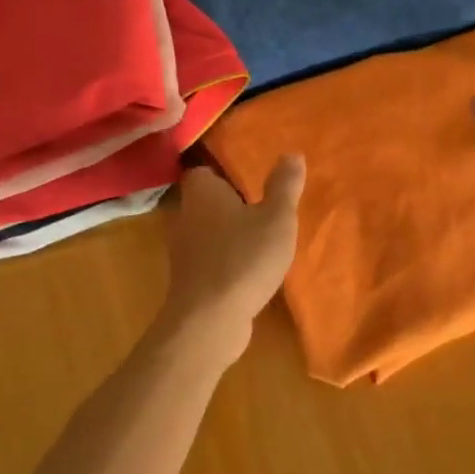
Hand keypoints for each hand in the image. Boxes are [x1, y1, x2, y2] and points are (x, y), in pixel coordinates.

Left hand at [161, 157, 305, 354]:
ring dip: (228, 233)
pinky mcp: (188, 279)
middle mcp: (185, 215)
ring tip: (260, 237)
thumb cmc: (244, 258)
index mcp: (202, 192)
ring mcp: (183, 250)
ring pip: (207, 231)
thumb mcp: (276, 218)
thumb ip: (284, 185)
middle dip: (230, 203)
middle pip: (206, 201)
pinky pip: (209, 258)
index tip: (249, 176)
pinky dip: (225, 259)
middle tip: (262, 205)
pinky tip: (249, 268)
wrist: (210, 320)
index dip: (224, 171)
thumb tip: (291, 154)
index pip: (204, 171)